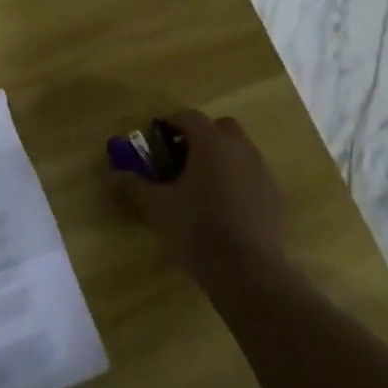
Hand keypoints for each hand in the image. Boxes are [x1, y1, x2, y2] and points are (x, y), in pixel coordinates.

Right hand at [109, 109, 286, 285]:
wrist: (249, 271)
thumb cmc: (198, 230)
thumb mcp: (157, 208)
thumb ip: (133, 186)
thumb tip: (112, 174)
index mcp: (211, 143)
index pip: (188, 117)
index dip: (169, 123)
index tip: (154, 140)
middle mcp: (240, 148)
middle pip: (219, 128)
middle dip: (199, 137)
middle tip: (179, 160)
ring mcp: (262, 171)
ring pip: (238, 151)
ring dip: (219, 158)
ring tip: (200, 186)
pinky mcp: (275, 196)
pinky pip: (251, 175)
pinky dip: (236, 180)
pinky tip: (223, 208)